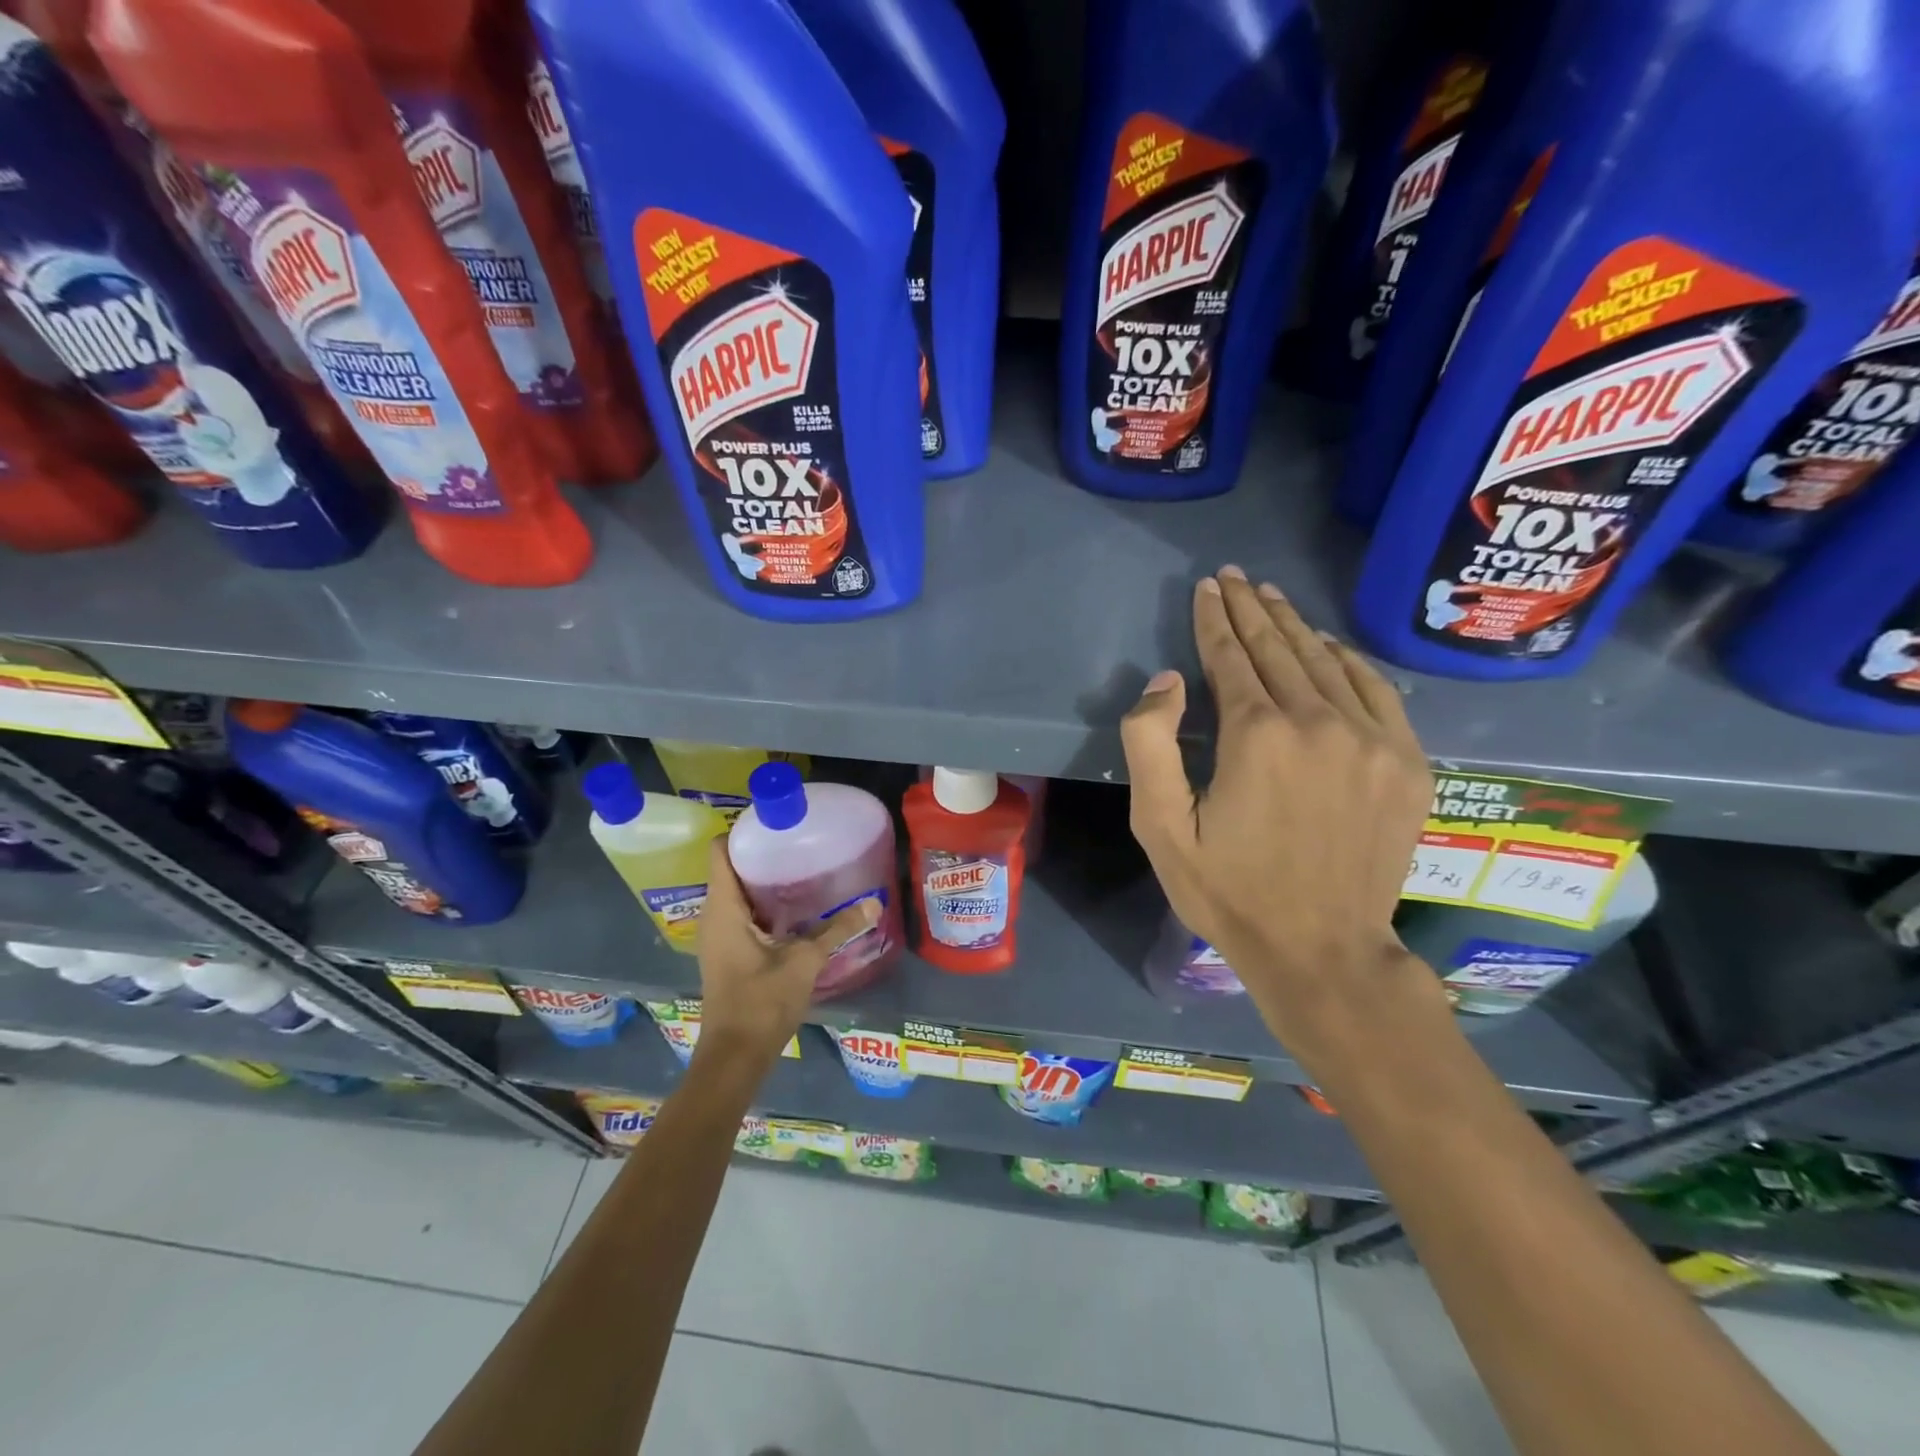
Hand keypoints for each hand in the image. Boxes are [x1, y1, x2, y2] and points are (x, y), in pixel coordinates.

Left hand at [693, 836, 879, 1064]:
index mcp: (723, 909)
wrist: (735, 1057)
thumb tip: (873, 903)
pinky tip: (794, 907)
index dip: (743, 832)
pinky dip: (763, 904)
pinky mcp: (727, 953)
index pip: (720, 852)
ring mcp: (718, 936)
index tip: (776, 822)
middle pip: (730, 869)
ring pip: (736, 893)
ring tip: (801, 866)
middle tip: (799, 841)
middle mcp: (714, 917)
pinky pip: (741, 913)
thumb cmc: (762, 1002)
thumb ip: (837, 929)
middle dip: (761, 854)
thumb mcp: (804, 962)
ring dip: (763, 880)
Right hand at [1121, 567, 1436, 1057]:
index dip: (1214, 619)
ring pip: (1326, 663)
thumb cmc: (1229, 891)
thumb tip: (1169, 680)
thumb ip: (1150, 744)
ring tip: (1270, 597)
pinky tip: (1329, 646)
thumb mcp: (1160, 827)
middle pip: (1279, 649)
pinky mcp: (1407, 763)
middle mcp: (1319, 722)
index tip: (1206, 587)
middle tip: (1234, 577)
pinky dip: (1349, 660)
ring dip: (1294, 626)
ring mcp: (1373, 740)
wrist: (1322, 950)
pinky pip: (1377, 691)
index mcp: (1257, 735)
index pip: (1230, 657)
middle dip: (1250, 610)